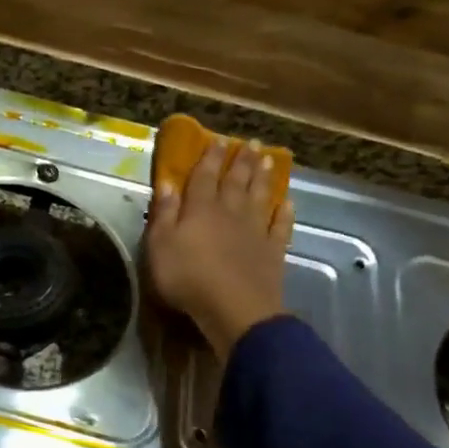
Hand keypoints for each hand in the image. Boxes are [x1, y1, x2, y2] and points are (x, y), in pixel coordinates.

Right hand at [145, 137, 292, 358]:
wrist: (235, 308)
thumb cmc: (188, 278)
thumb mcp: (160, 245)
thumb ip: (164, 213)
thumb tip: (167, 182)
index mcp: (201, 209)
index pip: (205, 176)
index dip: (211, 157)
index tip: (218, 139)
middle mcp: (230, 212)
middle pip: (236, 181)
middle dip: (241, 161)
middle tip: (250, 142)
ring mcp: (255, 231)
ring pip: (260, 197)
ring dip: (263, 177)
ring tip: (268, 159)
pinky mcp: (273, 251)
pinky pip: (280, 226)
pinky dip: (284, 212)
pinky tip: (287, 202)